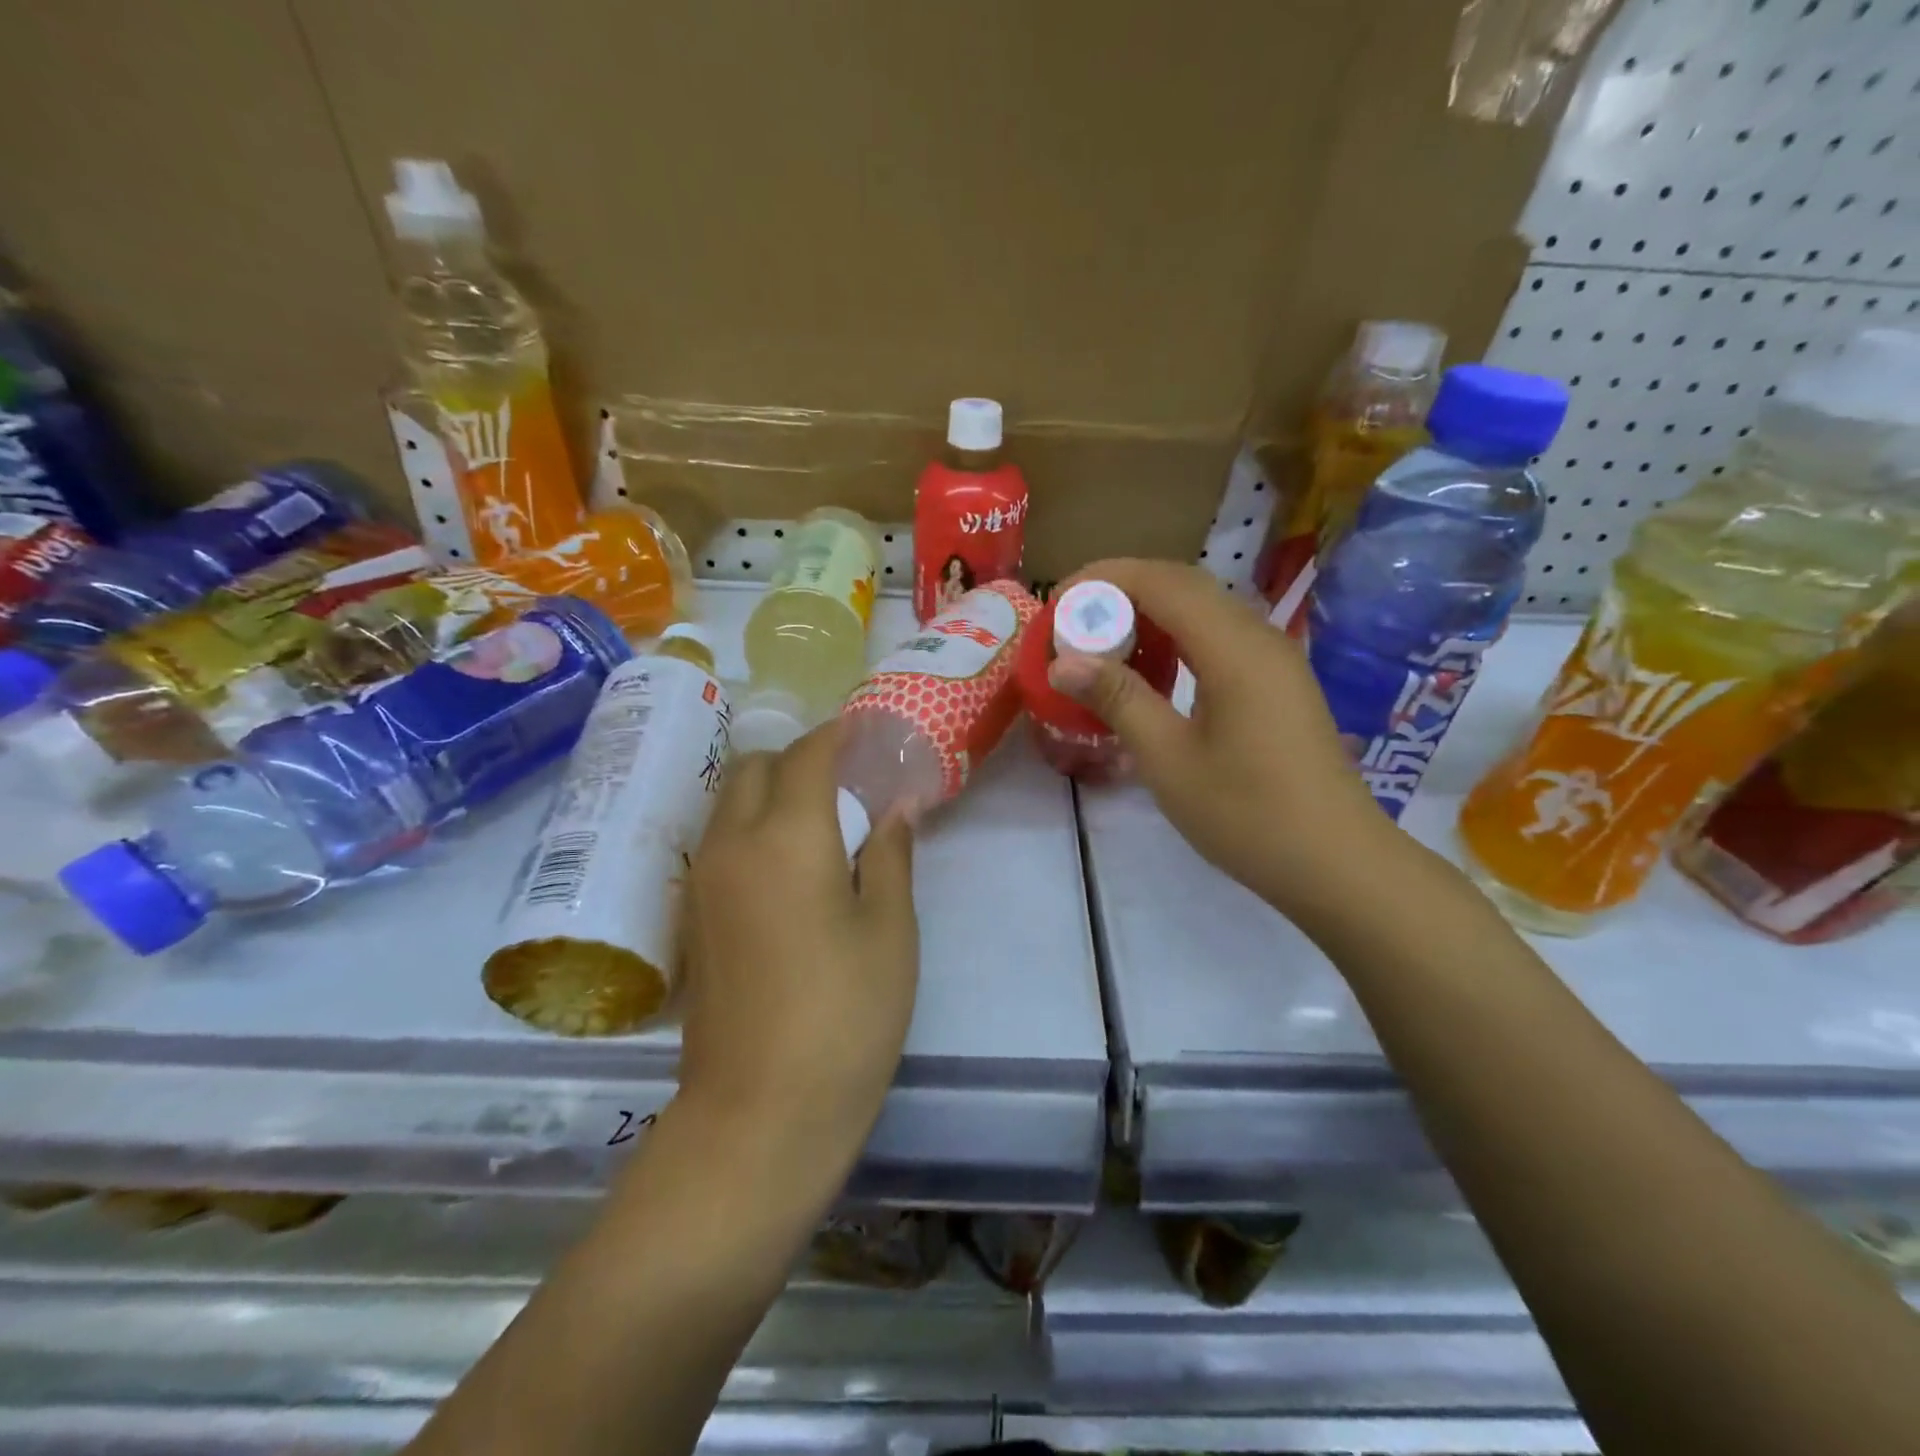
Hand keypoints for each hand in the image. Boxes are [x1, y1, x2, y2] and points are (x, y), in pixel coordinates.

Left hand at [676, 720, 918, 1167]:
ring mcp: (702, 880)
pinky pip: (718, 841)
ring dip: (768, 791)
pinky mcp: (690, 916)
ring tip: (817, 822)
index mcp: (787, 837)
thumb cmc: (846, 1016)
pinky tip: (785, 867)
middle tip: (844, 784)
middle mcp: (732, 844)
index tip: (864, 733)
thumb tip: (897, 806)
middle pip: (754, 767)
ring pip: (728, 802)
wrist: (760, 1113)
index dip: (837, 735)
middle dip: (797, 758)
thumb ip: (892, 855)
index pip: (807, 755)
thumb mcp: (890, 931)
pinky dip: (749, 828)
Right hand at [1048, 557, 1396, 918]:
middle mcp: (1259, 637)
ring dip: (1150, 616)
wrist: (1336, 862)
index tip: (1059, 601)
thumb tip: (1065, 662)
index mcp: (1233, 647)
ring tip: (1103, 647)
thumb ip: (1118, 699)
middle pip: (1184, 586)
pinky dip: (1177, 641)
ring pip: (1204, 611)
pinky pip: (1220, 639)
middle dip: (1123, 593)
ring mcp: (1275, 659)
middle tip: (1074, 624)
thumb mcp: (1169, 759)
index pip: (1162, 581)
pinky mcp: (1278, 683)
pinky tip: (1152, 676)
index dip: (1105, 579)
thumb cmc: (1247, 813)